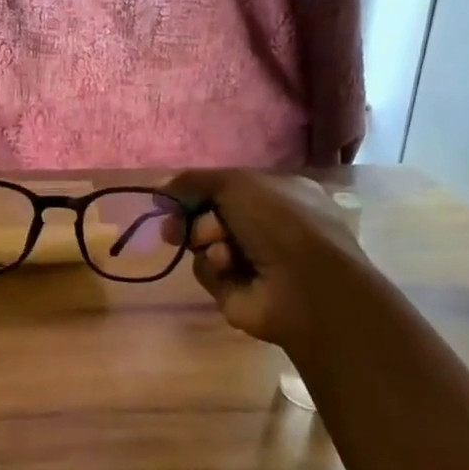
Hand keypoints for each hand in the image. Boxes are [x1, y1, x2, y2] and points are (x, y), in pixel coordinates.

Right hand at [164, 169, 368, 362]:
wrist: (305, 286)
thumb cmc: (281, 223)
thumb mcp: (238, 184)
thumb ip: (196, 180)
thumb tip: (162, 186)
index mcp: (277, 194)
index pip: (225, 188)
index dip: (197, 190)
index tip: (173, 195)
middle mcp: (265, 226)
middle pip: (208, 215)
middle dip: (191, 218)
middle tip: (175, 226)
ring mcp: (251, 260)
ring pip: (204, 243)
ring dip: (205, 241)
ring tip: (223, 249)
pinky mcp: (236, 288)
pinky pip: (207, 270)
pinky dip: (213, 267)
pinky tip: (229, 268)